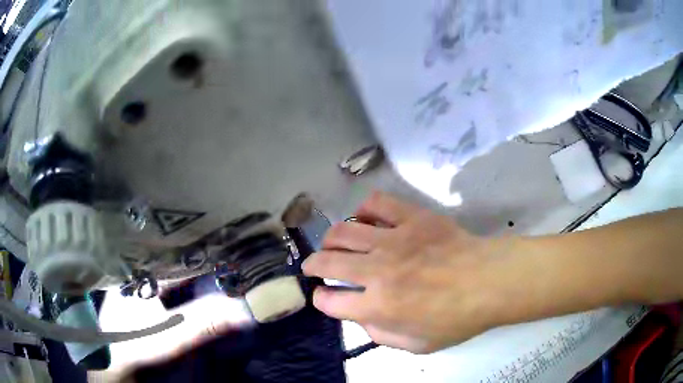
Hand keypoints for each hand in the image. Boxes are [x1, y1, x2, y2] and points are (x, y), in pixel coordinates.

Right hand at [303, 192, 521, 352]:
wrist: (490, 282)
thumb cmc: (457, 318)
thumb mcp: (417, 344)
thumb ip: (381, 334)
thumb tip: (361, 317)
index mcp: (378, 305)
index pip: (330, 301)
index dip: (321, 299)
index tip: (324, 297)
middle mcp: (377, 270)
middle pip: (327, 261)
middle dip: (313, 265)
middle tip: (314, 266)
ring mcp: (393, 239)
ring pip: (343, 231)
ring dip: (331, 239)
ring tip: (334, 243)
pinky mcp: (412, 218)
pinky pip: (377, 204)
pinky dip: (365, 210)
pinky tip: (366, 219)